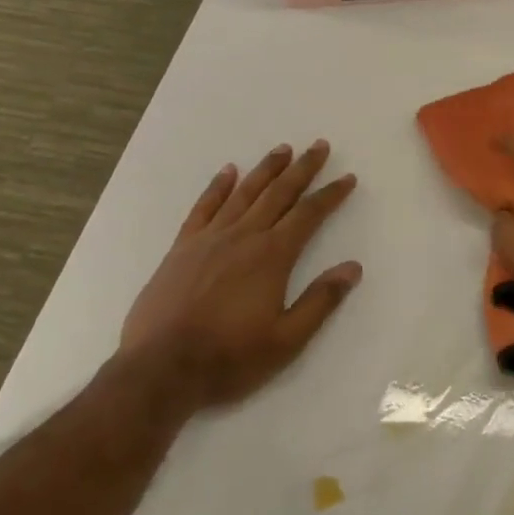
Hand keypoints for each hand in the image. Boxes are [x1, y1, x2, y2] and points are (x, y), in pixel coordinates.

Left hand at [119, 141, 360, 414]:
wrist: (161, 368)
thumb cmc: (230, 357)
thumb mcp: (287, 340)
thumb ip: (321, 301)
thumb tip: (352, 267)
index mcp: (272, 256)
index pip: (309, 215)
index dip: (330, 195)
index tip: (347, 178)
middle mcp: (243, 236)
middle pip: (279, 193)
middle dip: (302, 168)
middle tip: (319, 145)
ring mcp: (209, 238)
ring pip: (244, 193)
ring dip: (265, 169)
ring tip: (283, 149)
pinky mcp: (182, 248)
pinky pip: (204, 207)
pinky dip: (217, 187)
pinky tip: (228, 172)